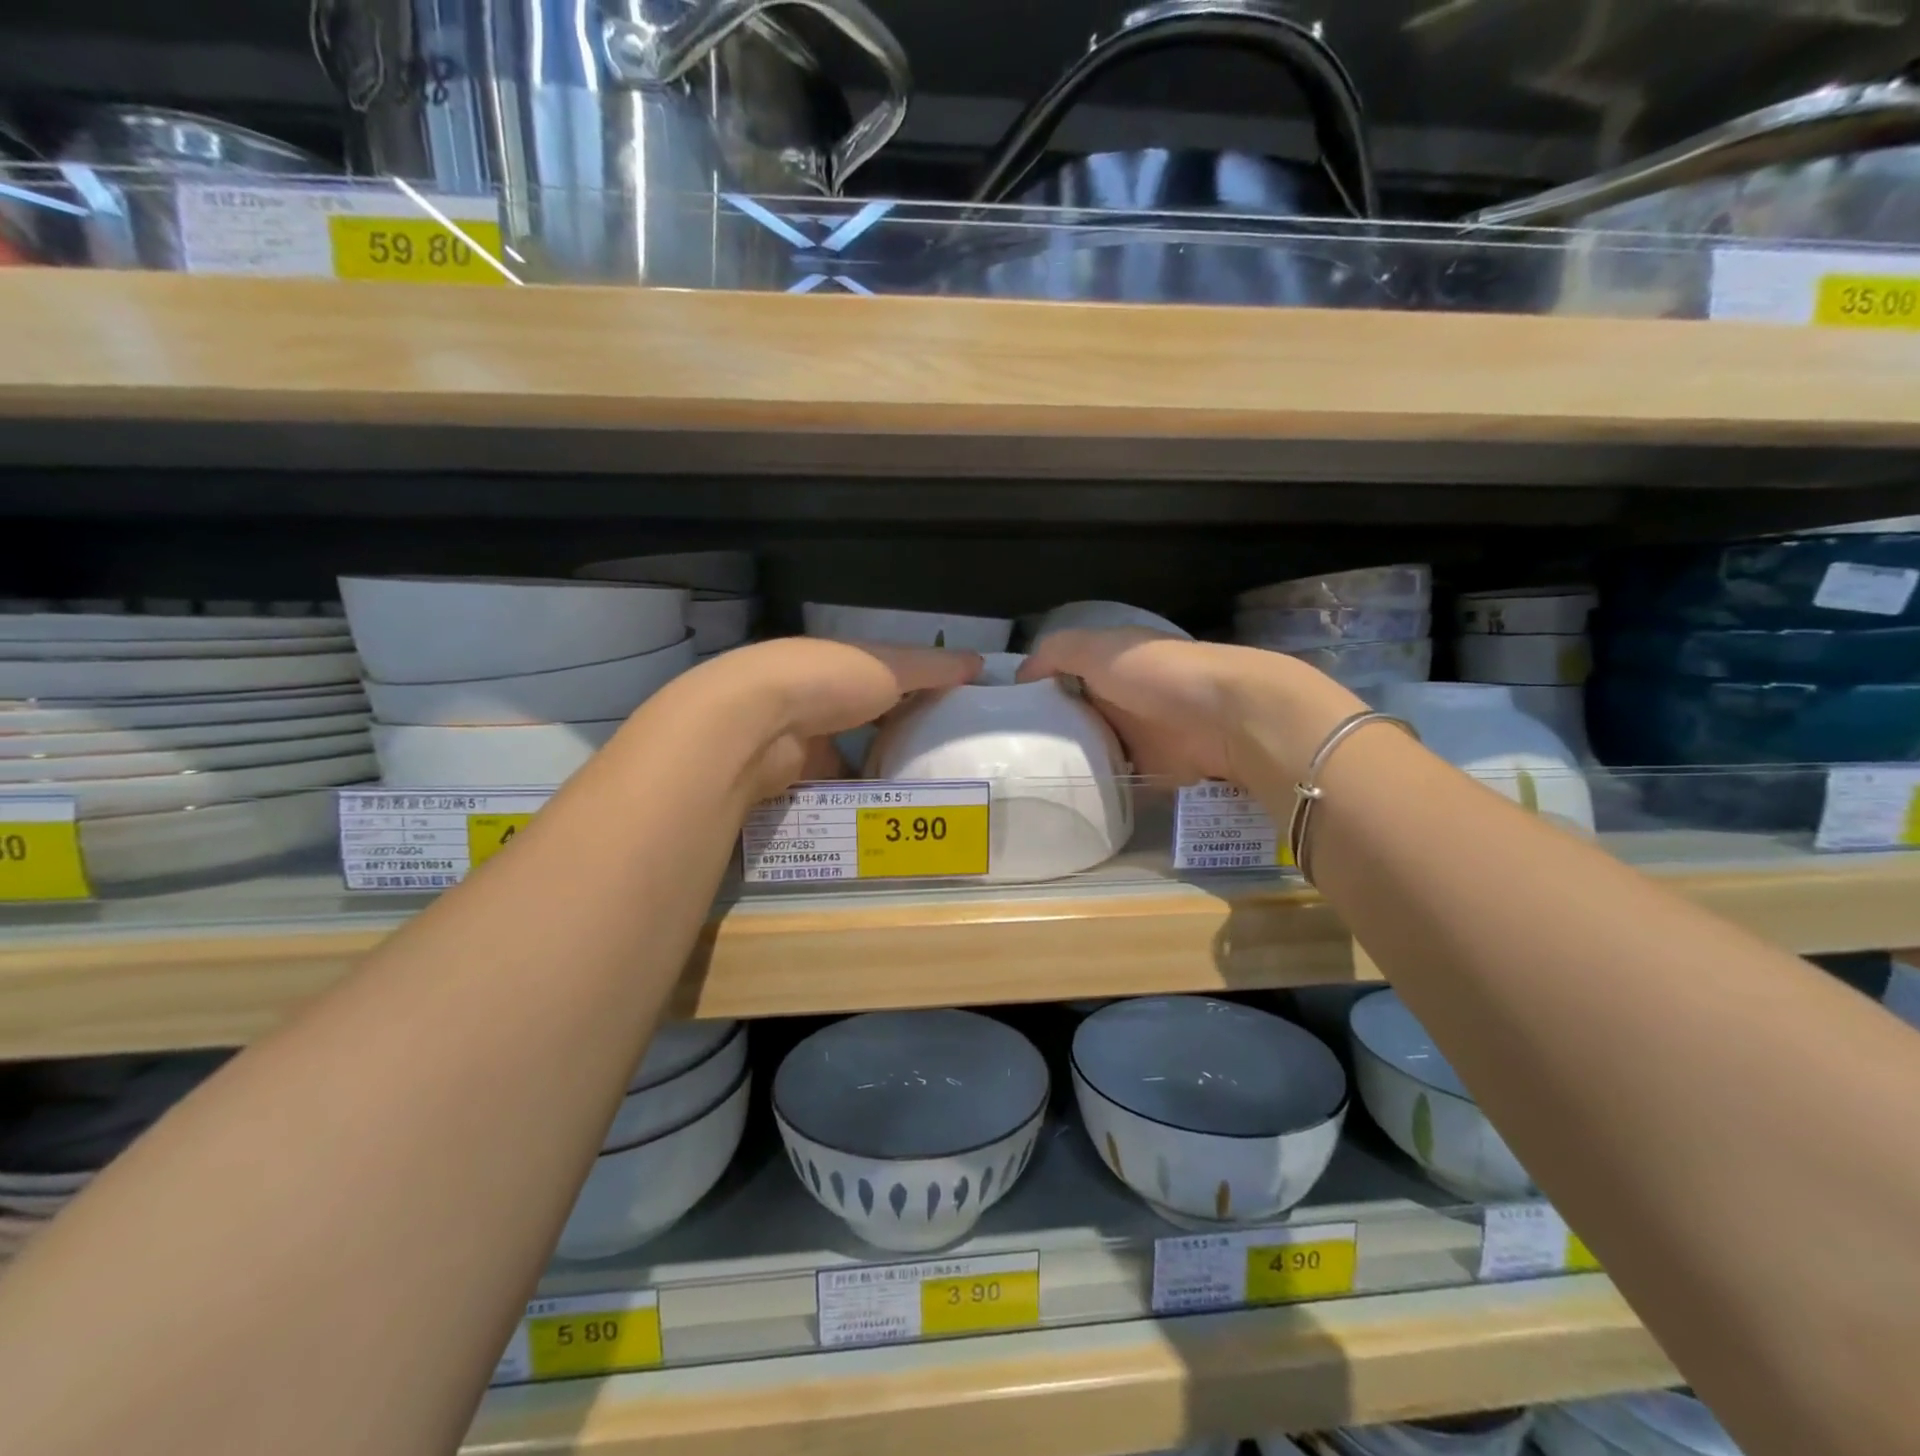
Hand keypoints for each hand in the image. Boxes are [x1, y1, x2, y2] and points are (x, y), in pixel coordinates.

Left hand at [681, 638, 981, 799]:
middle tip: (941, 766)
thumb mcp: (891, 666)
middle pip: (866, 722)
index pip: (886, 677)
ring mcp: (802, 739)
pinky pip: (832, 791)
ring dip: (877, 775)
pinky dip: (855, 802)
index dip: (918, 693)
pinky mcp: (792, 777)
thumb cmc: (829, 680)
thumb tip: (979, 663)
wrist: (758, 722)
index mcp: (839, 665)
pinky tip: (887, 818)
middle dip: (898, 741)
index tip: (951, 716)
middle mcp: (818, 698)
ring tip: (923, 798)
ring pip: (849, 760)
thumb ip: (934, 668)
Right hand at [1015, 629, 1364, 785]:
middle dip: (1043, 730)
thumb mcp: (1097, 649)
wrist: (1227, 719)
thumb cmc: (1158, 675)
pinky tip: (1060, 795)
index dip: (1032, 690)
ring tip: (1020, 779)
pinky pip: (1111, 778)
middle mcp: (1119, 696)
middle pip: (1072, 714)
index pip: (1060, 674)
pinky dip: (1092, 785)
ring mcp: (1135, 735)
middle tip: (1003, 754)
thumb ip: (1056, 653)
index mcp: (1108, 662)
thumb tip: (1019, 676)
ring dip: (1065, 760)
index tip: (999, 714)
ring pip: (1088, 747)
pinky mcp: (1149, 770)